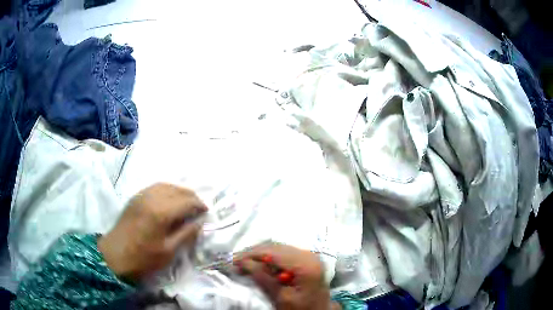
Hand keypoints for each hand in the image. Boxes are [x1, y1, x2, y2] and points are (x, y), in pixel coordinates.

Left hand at [98, 183, 206, 282]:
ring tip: (186, 202)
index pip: (187, 201)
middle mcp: (152, 197)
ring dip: (179, 191)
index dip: (199, 205)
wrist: (115, 255)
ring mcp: (142, 195)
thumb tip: (200, 221)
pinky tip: (169, 199)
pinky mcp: (135, 197)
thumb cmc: (143, 258)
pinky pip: (155, 187)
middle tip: (199, 207)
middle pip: (177, 190)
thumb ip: (186, 234)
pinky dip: (167, 190)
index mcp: (161, 212)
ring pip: (166, 185)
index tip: (207, 212)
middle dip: (191, 196)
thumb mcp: (168, 251)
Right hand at [235, 244, 340, 309]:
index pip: (272, 253)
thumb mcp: (281, 297)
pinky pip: (284, 252)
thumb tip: (243, 262)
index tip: (233, 261)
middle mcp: (309, 255)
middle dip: (254, 254)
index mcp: (305, 265)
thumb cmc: (301, 309)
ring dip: (260, 255)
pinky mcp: (306, 258)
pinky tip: (260, 264)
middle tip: (236, 262)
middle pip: (275, 247)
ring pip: (278, 248)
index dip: (251, 255)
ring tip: (245, 263)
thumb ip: (264, 278)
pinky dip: (269, 257)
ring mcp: (309, 255)